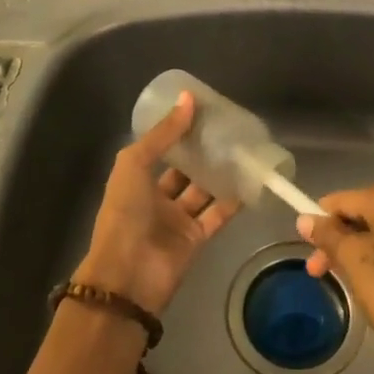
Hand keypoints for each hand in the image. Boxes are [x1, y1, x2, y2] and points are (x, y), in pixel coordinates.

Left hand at [74, 91, 238, 316]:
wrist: (127, 275)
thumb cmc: (124, 213)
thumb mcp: (134, 164)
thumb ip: (163, 134)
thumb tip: (189, 98)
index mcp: (136, 180)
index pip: (162, 150)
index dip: (179, 132)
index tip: (203, 112)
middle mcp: (157, 198)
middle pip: (185, 170)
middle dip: (204, 152)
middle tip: (229, 130)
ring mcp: (177, 219)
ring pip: (203, 191)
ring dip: (220, 173)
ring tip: (244, 150)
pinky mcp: (197, 238)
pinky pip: (217, 215)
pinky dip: (232, 200)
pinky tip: (250, 181)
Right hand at [298, 183, 373, 373]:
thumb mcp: (358, 268)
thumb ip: (330, 237)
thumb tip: (305, 220)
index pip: (345, 200)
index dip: (321, 221)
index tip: (308, 250)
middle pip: (369, 212)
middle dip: (343, 239)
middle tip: (321, 272)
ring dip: (366, 248)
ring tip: (352, 281)